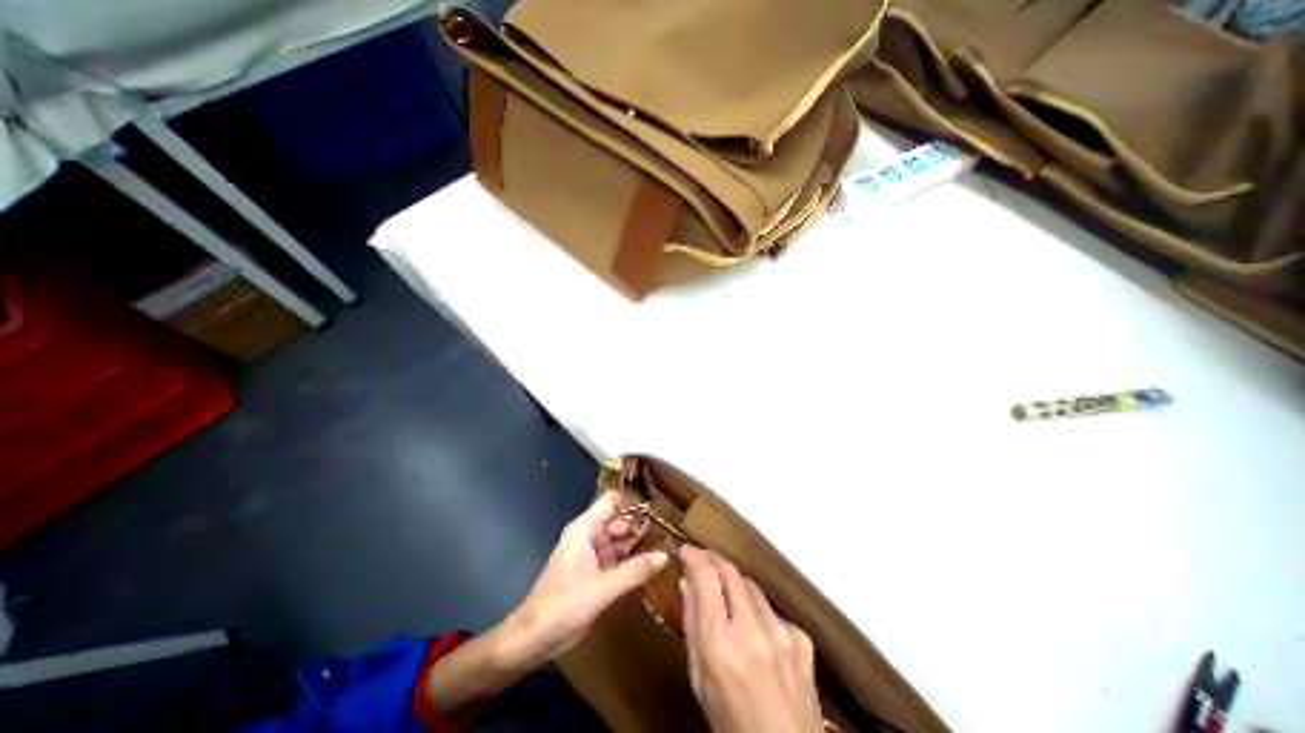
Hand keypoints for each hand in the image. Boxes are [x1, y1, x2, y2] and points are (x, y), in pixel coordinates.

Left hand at [512, 490, 666, 660]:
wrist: (533, 640)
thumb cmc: (562, 606)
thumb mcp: (601, 589)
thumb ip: (635, 571)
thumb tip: (666, 555)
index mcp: (585, 528)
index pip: (612, 501)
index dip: (633, 503)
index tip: (657, 514)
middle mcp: (590, 535)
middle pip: (620, 520)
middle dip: (642, 525)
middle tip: (669, 534)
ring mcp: (593, 553)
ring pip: (621, 539)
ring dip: (640, 543)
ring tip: (667, 547)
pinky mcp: (596, 571)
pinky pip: (619, 558)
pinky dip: (634, 559)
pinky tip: (653, 565)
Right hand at [678, 547, 816, 731]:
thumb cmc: (731, 724)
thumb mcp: (700, 679)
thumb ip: (692, 625)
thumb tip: (686, 583)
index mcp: (720, 643)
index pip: (706, 577)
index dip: (694, 557)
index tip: (685, 550)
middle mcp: (751, 630)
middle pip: (730, 571)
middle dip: (713, 559)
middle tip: (702, 560)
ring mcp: (780, 632)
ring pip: (751, 586)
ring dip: (735, 584)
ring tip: (727, 597)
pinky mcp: (801, 638)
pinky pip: (772, 610)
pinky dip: (758, 612)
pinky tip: (757, 633)